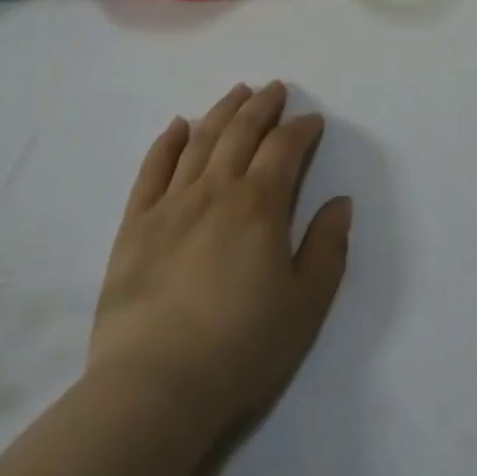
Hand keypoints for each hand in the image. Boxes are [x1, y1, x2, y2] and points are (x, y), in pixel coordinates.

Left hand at [87, 82, 352, 443]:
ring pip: (200, 140)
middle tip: (275, 88)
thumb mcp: (305, 306)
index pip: (284, 148)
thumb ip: (327, 249)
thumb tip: (340, 202)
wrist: (153, 387)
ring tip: (237, 92)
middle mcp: (216, 189)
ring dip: (222, 111)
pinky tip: (178, 125)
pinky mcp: (135, 223)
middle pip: (241, 132)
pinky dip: (167, 141)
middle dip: (262, 106)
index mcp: (259, 205)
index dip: (301, 129)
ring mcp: (171, 203)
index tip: (312, 120)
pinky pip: (153, 169)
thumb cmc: (240, 348)